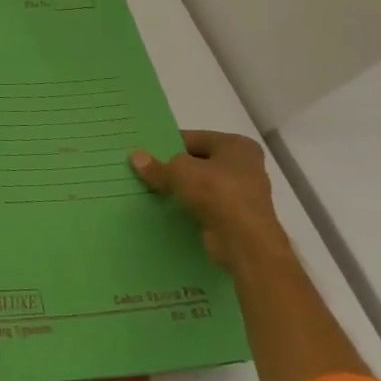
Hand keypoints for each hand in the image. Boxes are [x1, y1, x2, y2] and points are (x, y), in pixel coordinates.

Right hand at [131, 130, 288, 272]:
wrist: (245, 241)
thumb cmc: (217, 192)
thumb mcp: (179, 171)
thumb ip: (157, 165)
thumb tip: (135, 157)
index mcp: (236, 145)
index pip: (194, 138)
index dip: (168, 145)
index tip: (146, 153)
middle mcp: (245, 166)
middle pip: (199, 162)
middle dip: (174, 168)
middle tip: (144, 170)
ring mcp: (243, 194)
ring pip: (202, 185)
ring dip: (181, 189)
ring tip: (151, 189)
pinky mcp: (236, 218)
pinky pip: (206, 206)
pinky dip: (189, 207)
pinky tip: (167, 209)